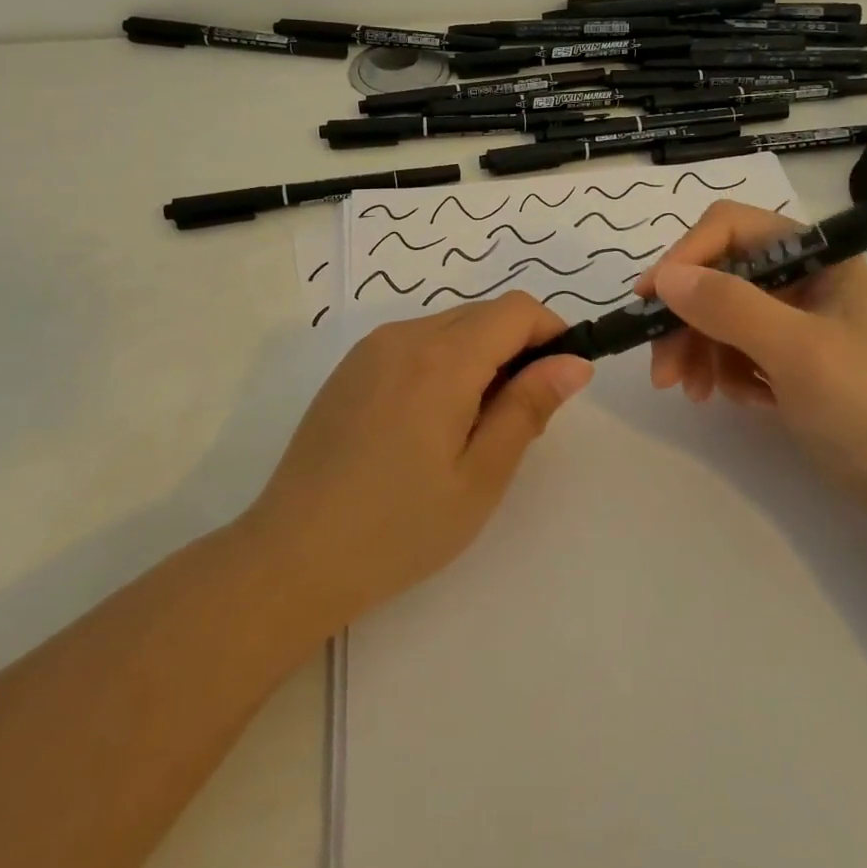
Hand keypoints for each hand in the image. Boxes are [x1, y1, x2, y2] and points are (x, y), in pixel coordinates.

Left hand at [238, 291, 592, 630]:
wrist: (292, 557)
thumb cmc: (399, 527)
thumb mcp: (480, 476)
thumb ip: (528, 408)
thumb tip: (574, 362)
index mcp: (442, 359)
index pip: (516, 310)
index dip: (551, 332)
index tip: (560, 380)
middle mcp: (404, 336)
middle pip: (483, 315)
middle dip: (516, 349)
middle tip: (516, 420)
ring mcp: (371, 349)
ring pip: (448, 328)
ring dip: (479, 358)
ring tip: (470, 430)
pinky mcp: (350, 368)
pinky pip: (414, 344)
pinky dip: (441, 364)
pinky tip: (426, 426)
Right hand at [635, 200, 866, 497]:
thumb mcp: (798, 352)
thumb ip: (729, 307)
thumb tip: (665, 277)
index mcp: (816, 257)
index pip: (731, 229)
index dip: (685, 257)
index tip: (649, 301)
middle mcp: (804, 279)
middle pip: (720, 276)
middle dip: (685, 319)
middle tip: (662, 371)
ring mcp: (799, 321)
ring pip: (723, 315)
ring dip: (699, 350)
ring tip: (692, 393)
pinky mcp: (794, 360)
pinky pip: (739, 349)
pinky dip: (727, 372)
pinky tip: (740, 400)